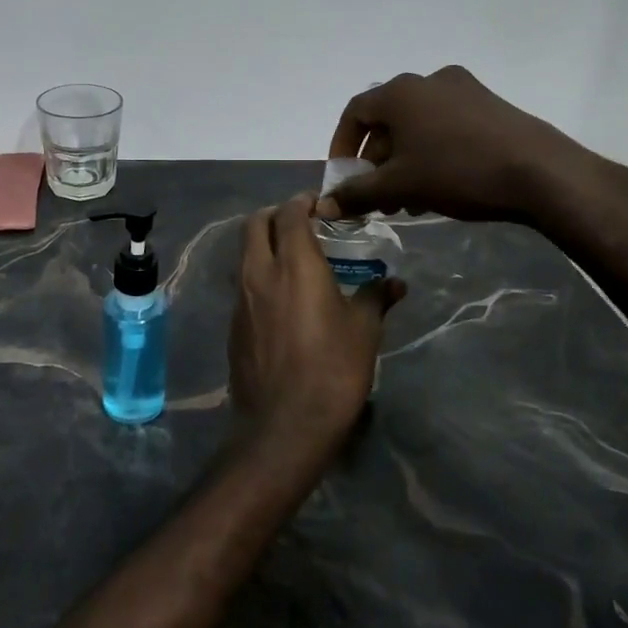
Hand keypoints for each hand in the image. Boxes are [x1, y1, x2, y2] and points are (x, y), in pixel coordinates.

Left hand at [229, 194, 404, 451]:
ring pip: (245, 253)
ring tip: (293, 258)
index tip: (320, 205)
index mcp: (294, 264)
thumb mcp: (364, 332)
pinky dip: (259, 274)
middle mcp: (260, 272)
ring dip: (264, 244)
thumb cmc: (332, 371)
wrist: (283, 425)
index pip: (289, 213)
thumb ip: (376, 298)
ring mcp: (241, 298)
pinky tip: (281, 297)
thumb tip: (395, 283)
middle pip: (255, 224)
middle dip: (276, 215)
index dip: (303, 203)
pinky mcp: (233, 323)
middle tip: (302, 224)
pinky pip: (243, 283)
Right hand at [319, 65, 608, 222]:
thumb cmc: (457, 172)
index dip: (342, 146)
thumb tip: (322, 206)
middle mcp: (428, 81)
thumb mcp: (400, 187)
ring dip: (404, 160)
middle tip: (377, 196)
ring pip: (417, 125)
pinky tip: (439, 187)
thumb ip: (357, 194)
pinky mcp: (489, 104)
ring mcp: (463, 89)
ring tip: (408, 200)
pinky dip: (431, 151)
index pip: (355, 113)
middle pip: (387, 120)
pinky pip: (444, 125)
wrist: (540, 172)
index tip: (344, 178)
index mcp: (400, 92)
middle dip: (376, 161)